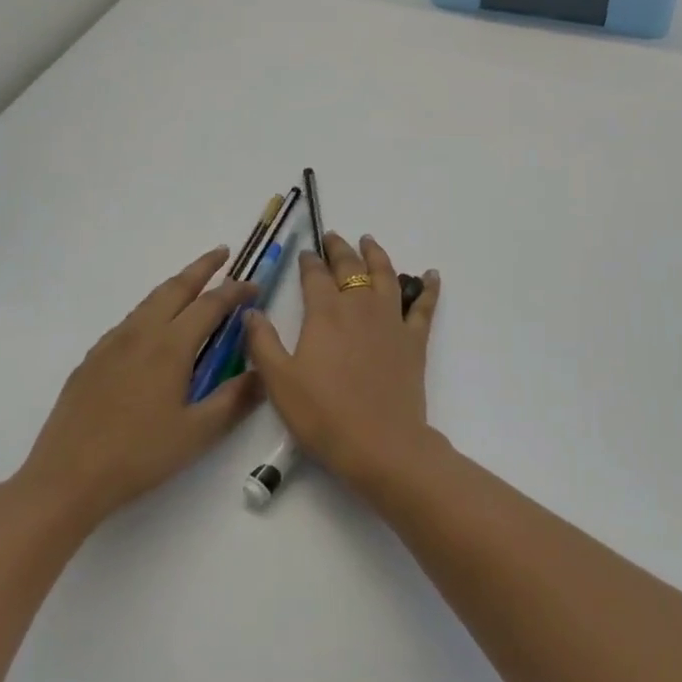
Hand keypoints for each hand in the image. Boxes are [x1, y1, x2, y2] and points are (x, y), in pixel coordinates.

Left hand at [8, 247, 262, 533]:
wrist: (65, 478)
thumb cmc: (138, 455)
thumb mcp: (197, 434)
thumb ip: (234, 399)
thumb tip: (263, 373)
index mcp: (171, 346)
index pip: (211, 305)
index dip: (235, 292)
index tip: (254, 287)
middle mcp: (141, 333)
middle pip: (176, 288)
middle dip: (202, 267)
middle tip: (222, 253)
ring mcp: (112, 344)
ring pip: (150, 300)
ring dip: (176, 286)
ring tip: (193, 284)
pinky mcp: (92, 359)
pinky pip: (130, 320)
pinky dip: (152, 308)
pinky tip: (154, 328)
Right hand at [243, 233, 440, 490]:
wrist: (381, 444)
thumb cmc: (324, 415)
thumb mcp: (279, 383)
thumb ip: (263, 343)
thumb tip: (251, 311)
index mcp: (325, 313)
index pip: (315, 276)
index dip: (309, 261)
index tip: (305, 253)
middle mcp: (359, 306)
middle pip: (350, 267)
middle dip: (339, 249)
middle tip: (333, 237)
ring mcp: (391, 319)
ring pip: (385, 275)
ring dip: (376, 254)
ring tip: (369, 241)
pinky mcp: (414, 339)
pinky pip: (424, 305)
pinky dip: (428, 286)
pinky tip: (431, 273)